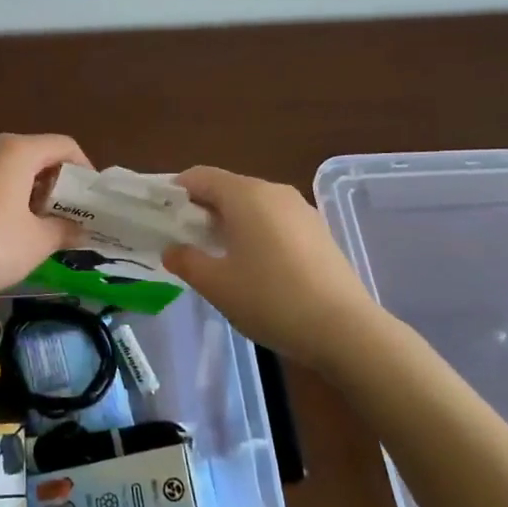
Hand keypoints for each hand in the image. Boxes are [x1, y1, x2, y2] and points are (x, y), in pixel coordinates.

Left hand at [0, 134, 91, 301]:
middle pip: (38, 155)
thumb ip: (64, 230)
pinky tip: (9, 231)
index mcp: (18, 151)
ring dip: (34, 193)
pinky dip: (9, 198)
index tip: (93, 202)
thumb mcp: (36, 243)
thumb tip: (80, 229)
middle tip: (71, 217)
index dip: (85, 171)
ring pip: (13, 169)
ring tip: (43, 227)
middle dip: (59, 184)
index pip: (64, 146)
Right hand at [163, 166, 380, 370]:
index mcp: (246, 195)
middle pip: (227, 188)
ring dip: (230, 223)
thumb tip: (173, 250)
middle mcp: (274, 191)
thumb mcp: (217, 285)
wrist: (345, 329)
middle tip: (184, 242)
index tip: (162, 218)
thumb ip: (186, 261)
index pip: (200, 177)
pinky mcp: (319, 231)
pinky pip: (276, 221)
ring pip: (253, 206)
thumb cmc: (271, 300)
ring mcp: (301, 210)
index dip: (176, 193)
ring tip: (218, 257)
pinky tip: (255, 268)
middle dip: (202, 210)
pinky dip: (256, 233)